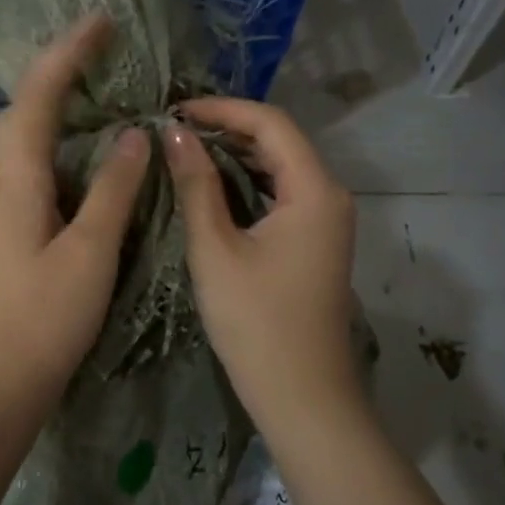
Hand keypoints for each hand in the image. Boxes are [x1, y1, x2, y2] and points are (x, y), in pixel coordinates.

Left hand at [0, 16, 151, 408]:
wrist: (2, 379)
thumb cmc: (45, 318)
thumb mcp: (90, 252)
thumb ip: (112, 191)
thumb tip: (134, 134)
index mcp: (23, 182)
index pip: (39, 100)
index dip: (66, 56)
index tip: (101, 22)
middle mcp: (13, 184)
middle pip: (25, 111)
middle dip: (58, 69)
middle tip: (102, 50)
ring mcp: (18, 207)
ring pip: (33, 138)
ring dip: (62, 103)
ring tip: (105, 86)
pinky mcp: (28, 229)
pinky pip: (47, 166)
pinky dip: (70, 143)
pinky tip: (98, 151)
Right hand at [164, 98, 362, 433]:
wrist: (302, 396)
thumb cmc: (256, 323)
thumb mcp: (216, 249)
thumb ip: (196, 185)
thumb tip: (174, 134)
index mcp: (315, 191)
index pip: (271, 124)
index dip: (223, 109)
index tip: (176, 110)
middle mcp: (331, 196)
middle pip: (280, 141)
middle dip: (228, 127)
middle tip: (174, 129)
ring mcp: (327, 221)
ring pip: (281, 167)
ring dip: (237, 154)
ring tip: (186, 149)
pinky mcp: (316, 242)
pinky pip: (283, 194)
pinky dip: (248, 182)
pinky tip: (213, 186)